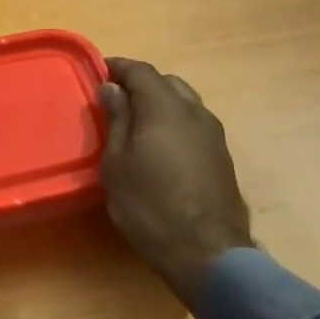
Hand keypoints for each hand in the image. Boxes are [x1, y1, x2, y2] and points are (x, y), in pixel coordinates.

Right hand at [99, 57, 252, 306]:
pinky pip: (194, 123)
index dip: (118, 67)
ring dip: (160, 103)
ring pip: (185, 102)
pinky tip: (160, 145)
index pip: (141, 71)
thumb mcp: (117, 164)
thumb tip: (112, 88)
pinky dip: (175, 122)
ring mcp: (213, 133)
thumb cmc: (149, 206)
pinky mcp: (222, 155)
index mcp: (164, 108)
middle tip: (115, 100)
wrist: (206, 251)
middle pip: (167, 82)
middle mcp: (194, 112)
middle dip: (140, 84)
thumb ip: (117, 121)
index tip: (97, 72)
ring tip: (136, 123)